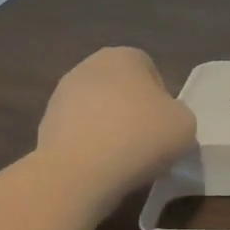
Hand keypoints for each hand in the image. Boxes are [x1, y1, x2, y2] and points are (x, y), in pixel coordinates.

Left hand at [36, 47, 196, 202]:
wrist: (78, 173)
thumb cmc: (139, 137)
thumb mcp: (184, 124)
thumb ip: (178, 115)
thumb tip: (163, 123)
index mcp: (124, 56)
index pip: (151, 72)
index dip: (162, 100)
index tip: (165, 127)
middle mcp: (89, 66)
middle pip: (121, 89)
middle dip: (133, 112)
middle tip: (146, 143)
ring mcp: (61, 95)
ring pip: (98, 111)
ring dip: (109, 129)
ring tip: (122, 160)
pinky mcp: (44, 126)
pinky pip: (79, 133)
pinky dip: (89, 147)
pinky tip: (99, 168)